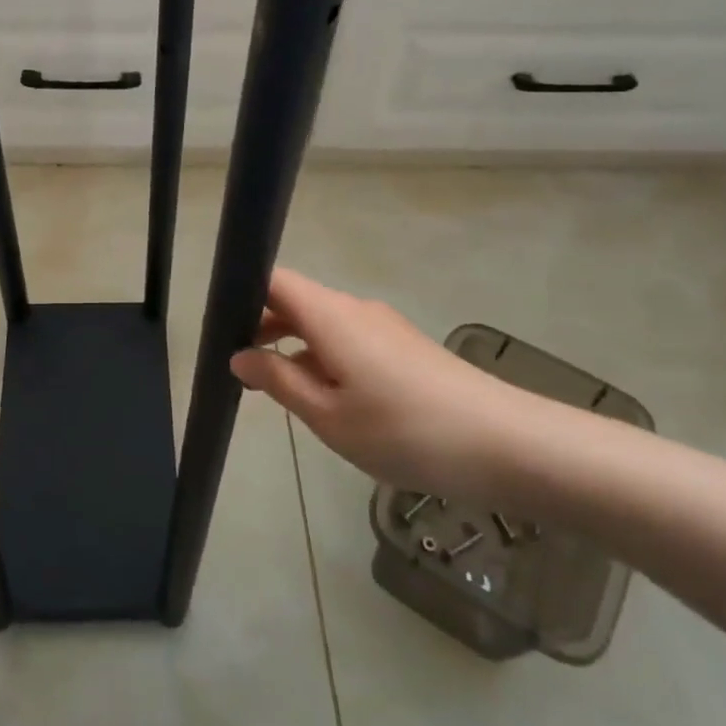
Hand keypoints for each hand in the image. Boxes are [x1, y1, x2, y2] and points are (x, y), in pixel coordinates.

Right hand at [230, 269, 548, 500]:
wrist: (504, 444)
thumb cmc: (404, 430)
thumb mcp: (328, 416)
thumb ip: (279, 381)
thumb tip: (240, 356)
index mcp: (331, 315)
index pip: (275, 280)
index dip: (243, 294)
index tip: (221, 328)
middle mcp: (355, 309)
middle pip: (297, 300)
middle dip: (263, 326)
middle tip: (240, 367)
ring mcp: (384, 326)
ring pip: (323, 322)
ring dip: (294, 346)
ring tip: (279, 390)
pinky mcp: (404, 347)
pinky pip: (348, 339)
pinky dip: (324, 357)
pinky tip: (327, 399)